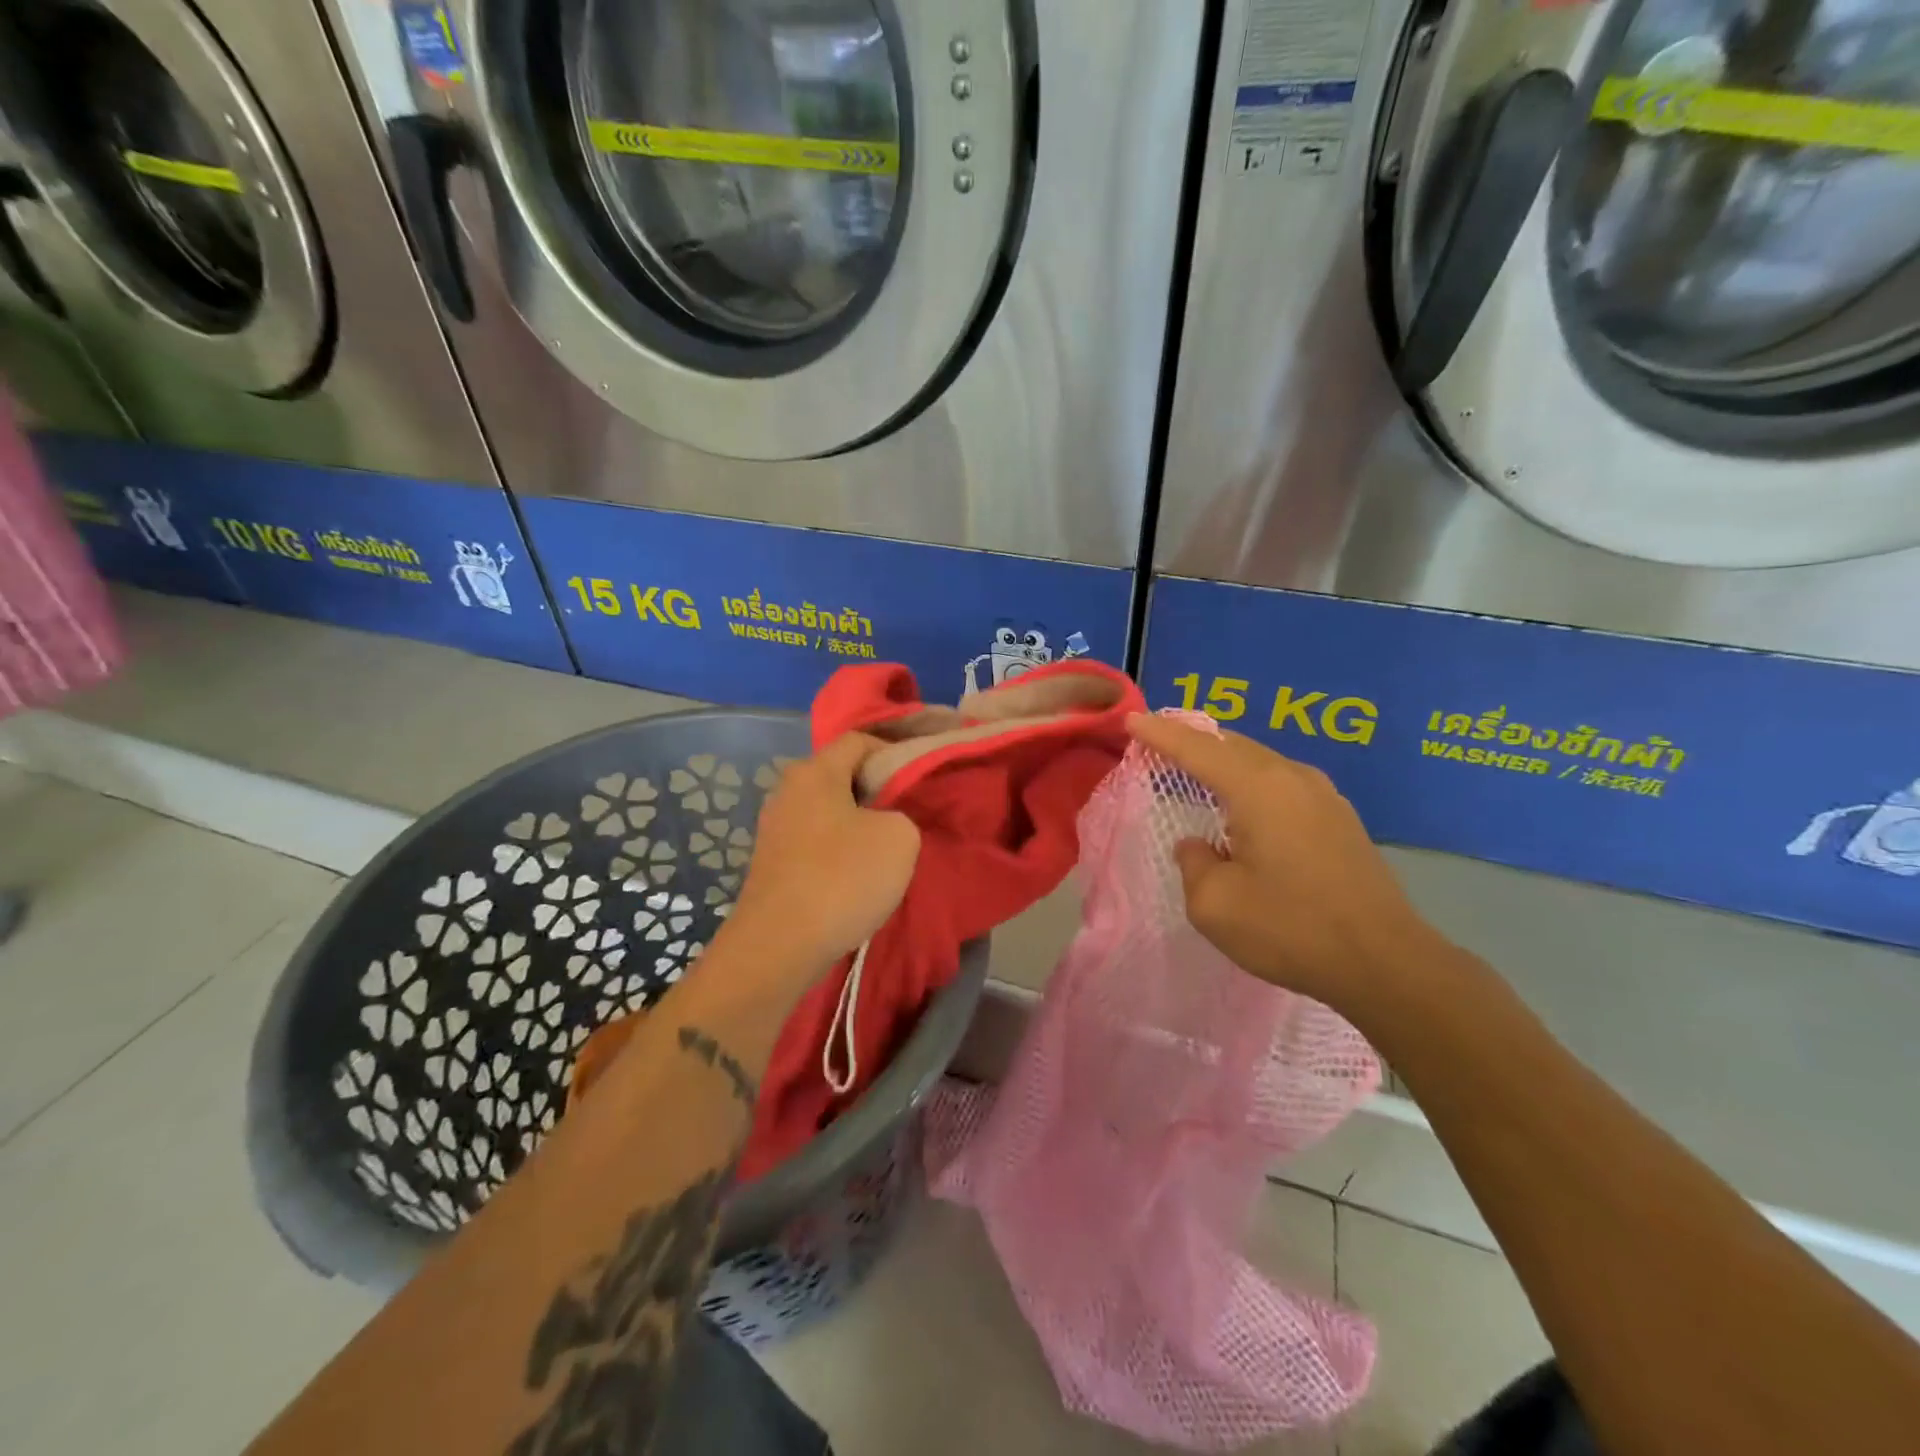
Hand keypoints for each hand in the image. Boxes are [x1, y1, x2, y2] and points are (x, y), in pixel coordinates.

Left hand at [729, 733, 920, 971]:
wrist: (779, 945)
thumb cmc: (842, 878)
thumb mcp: (900, 838)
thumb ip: (899, 814)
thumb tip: (880, 823)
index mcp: (814, 771)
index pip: (857, 740)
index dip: (892, 752)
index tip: (916, 779)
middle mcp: (787, 790)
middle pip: (839, 775)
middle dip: (874, 791)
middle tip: (903, 817)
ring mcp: (773, 827)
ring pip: (826, 811)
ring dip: (855, 825)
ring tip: (882, 852)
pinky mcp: (770, 862)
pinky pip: (813, 842)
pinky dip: (836, 851)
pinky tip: (852, 878)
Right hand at [1127, 714, 1449, 1017]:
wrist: (1385, 962)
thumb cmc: (1290, 929)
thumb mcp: (1215, 904)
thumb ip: (1194, 863)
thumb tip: (1198, 845)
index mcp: (1257, 788)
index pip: (1196, 748)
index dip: (1160, 734)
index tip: (1131, 721)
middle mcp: (1291, 778)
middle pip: (1231, 744)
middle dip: (1191, 741)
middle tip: (1157, 746)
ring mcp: (1322, 795)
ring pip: (1259, 761)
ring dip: (1223, 761)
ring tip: (1194, 771)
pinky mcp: (1339, 818)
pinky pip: (1281, 782)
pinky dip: (1250, 781)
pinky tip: (1242, 806)